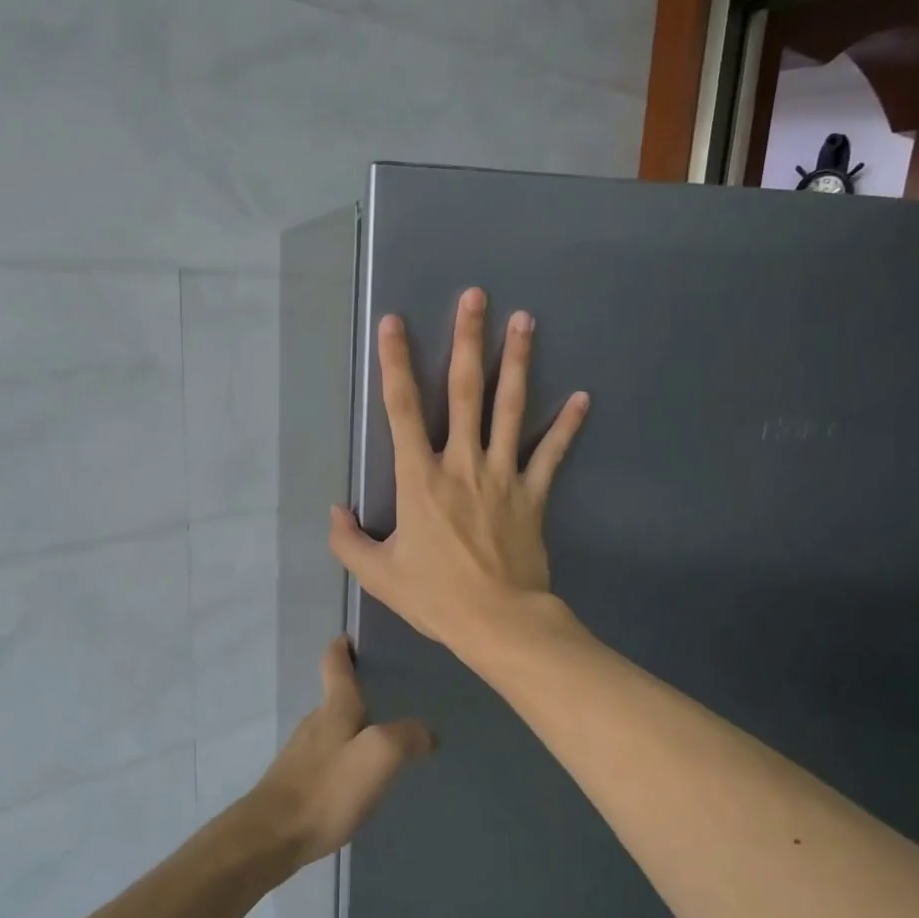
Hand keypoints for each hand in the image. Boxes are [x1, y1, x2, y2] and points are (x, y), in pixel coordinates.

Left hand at [238, 637, 432, 869]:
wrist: (271, 836)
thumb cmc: (327, 789)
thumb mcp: (378, 756)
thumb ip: (406, 736)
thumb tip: (426, 732)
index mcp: (335, 707)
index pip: (335, 662)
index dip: (343, 646)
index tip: (354, 637)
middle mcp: (315, 721)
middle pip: (337, 695)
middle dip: (360, 690)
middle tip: (393, 694)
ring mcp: (302, 752)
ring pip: (333, 727)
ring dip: (354, 726)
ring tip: (383, 738)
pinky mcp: (296, 780)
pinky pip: (327, 757)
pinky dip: (344, 756)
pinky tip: (358, 778)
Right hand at [329, 287, 587, 652]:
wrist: (498, 621)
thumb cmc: (435, 597)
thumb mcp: (378, 575)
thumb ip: (349, 541)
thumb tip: (337, 511)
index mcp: (420, 478)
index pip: (402, 409)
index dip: (395, 363)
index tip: (394, 322)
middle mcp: (462, 463)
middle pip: (465, 391)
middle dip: (468, 340)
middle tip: (476, 296)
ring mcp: (503, 475)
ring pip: (510, 409)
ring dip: (517, 362)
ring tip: (525, 320)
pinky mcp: (532, 494)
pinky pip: (551, 454)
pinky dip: (566, 426)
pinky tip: (582, 397)